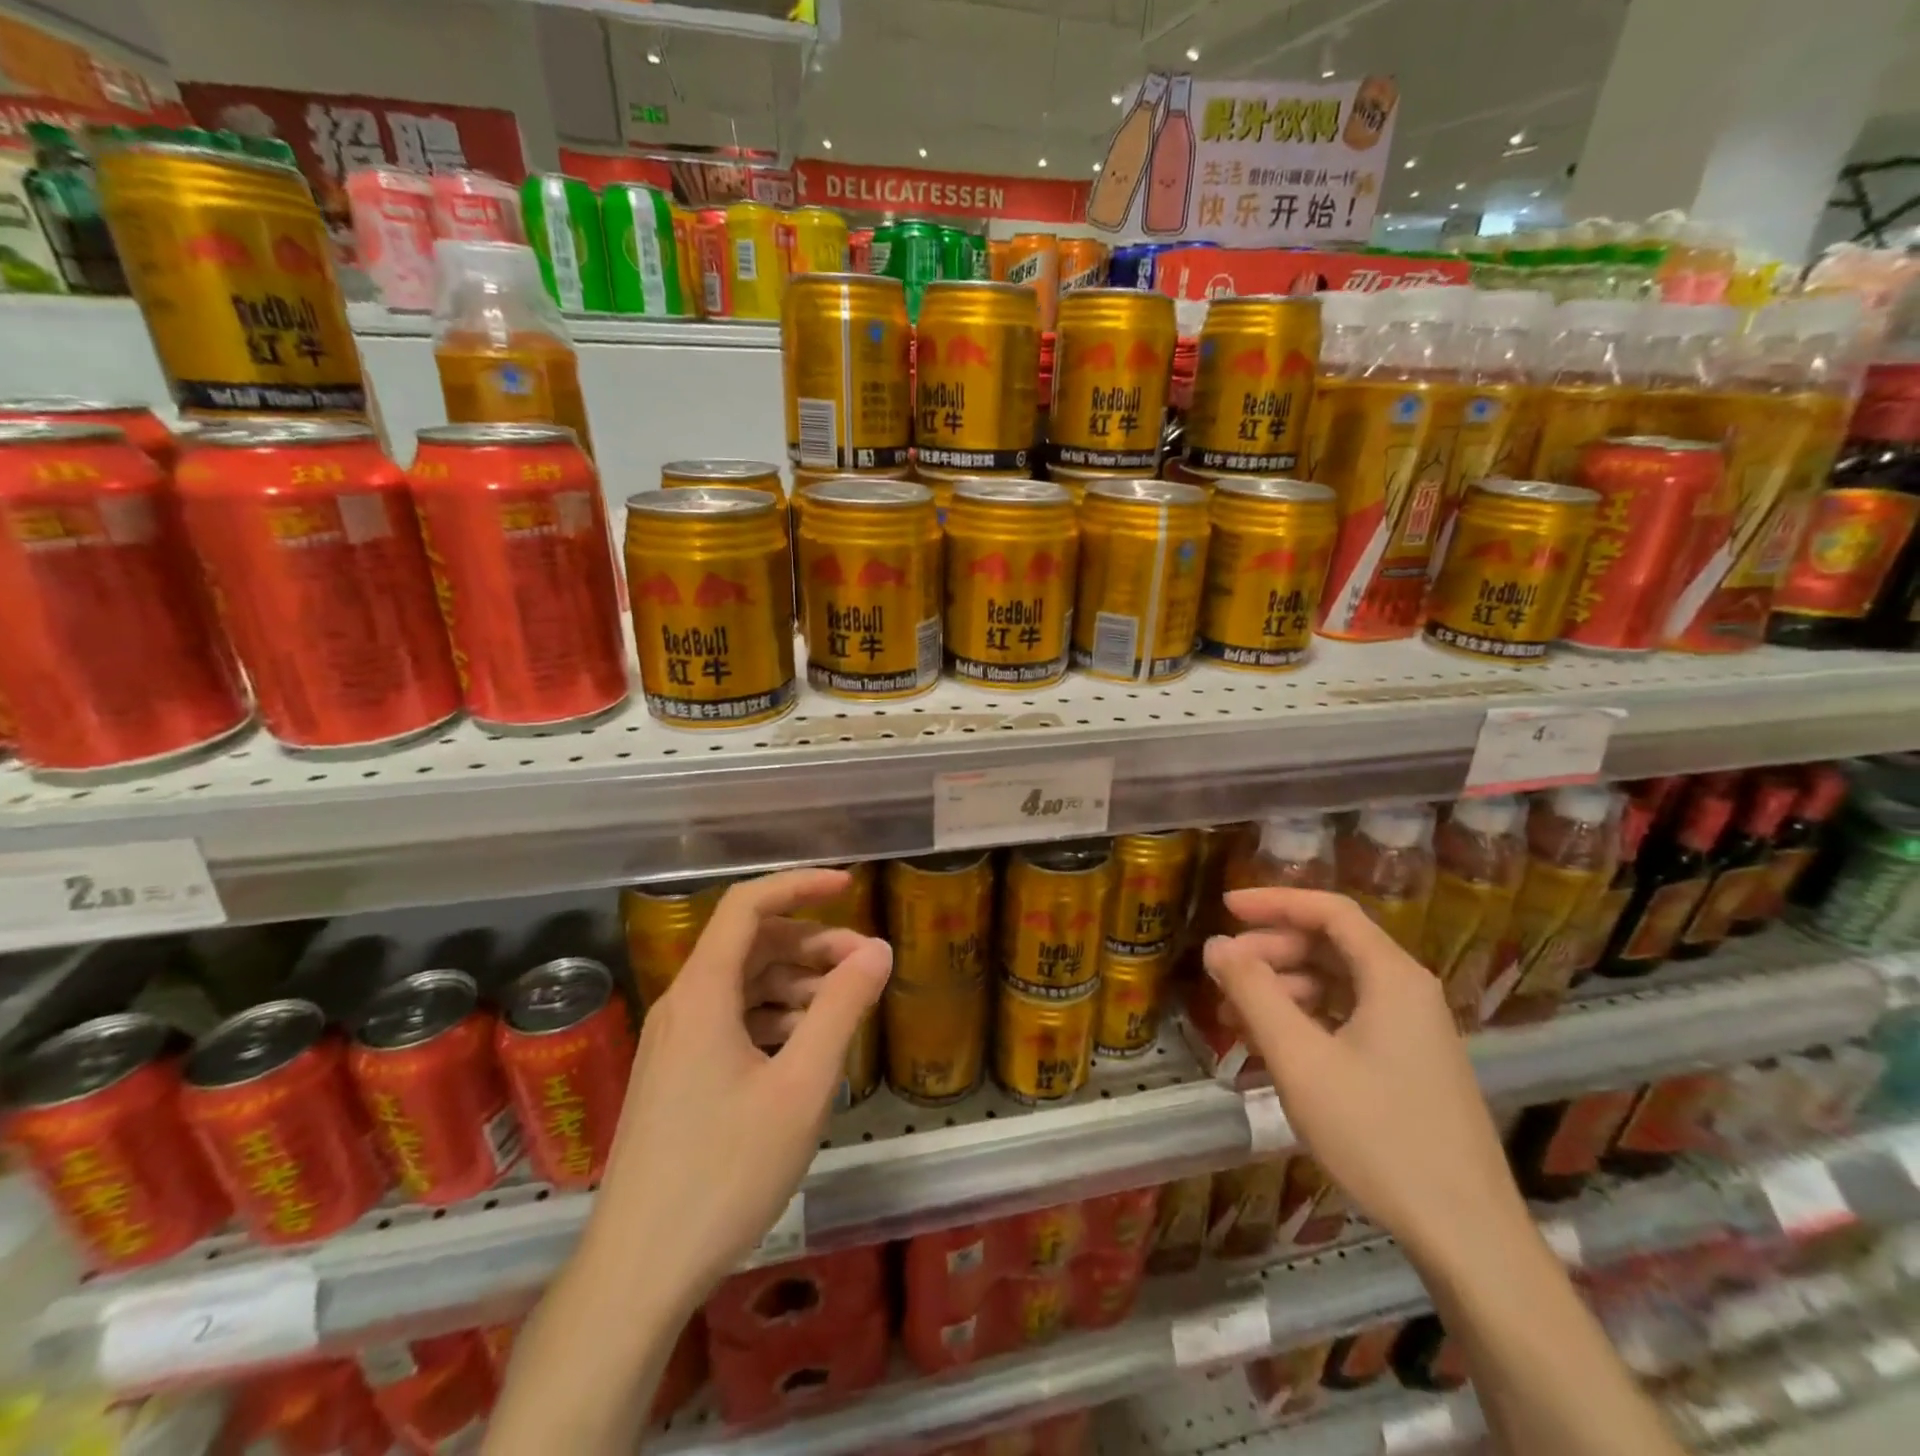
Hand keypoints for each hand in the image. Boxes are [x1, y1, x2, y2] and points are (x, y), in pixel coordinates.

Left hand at [589, 868, 891, 1311]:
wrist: (638, 1272)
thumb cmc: (725, 1172)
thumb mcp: (801, 1086)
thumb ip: (842, 1009)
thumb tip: (878, 950)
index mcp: (702, 993)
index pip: (747, 906)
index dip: (799, 885)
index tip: (849, 886)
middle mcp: (682, 1005)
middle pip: (751, 945)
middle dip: (812, 943)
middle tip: (865, 965)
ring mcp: (675, 1043)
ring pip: (744, 985)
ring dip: (797, 983)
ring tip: (845, 1007)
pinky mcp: (677, 1076)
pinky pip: (732, 1021)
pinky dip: (775, 1018)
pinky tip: (807, 1047)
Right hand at [1203, 888, 1529, 1266]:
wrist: (1467, 1237)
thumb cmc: (1378, 1135)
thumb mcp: (1301, 1059)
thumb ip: (1254, 993)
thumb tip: (1216, 945)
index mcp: (1392, 977)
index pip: (1329, 911)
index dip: (1274, 901)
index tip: (1225, 906)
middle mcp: (1407, 991)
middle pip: (1329, 946)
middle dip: (1270, 952)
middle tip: (1222, 973)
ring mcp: (1411, 1030)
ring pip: (1335, 985)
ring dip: (1281, 990)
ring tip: (1233, 1017)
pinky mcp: (1407, 1064)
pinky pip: (1346, 1019)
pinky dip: (1303, 1021)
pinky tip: (1269, 1048)